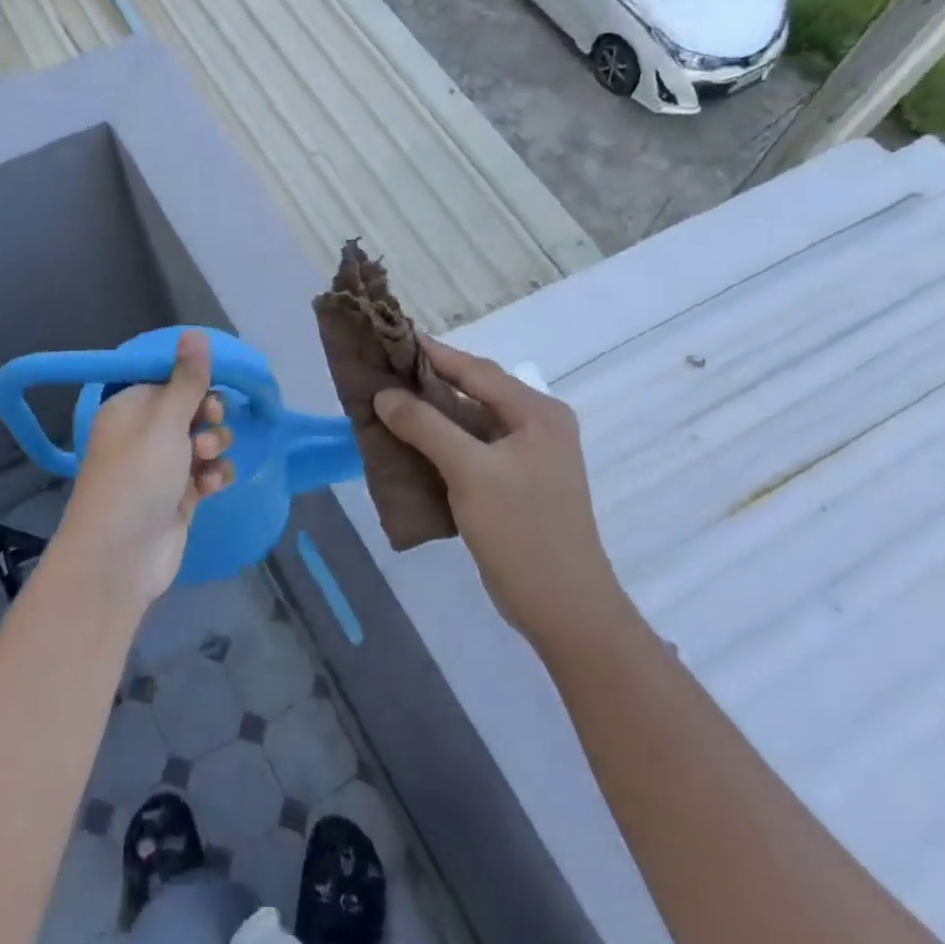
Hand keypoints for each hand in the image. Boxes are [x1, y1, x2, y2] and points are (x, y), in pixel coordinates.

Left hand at [53, 331, 234, 612]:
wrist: (120, 556)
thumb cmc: (138, 477)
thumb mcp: (164, 421)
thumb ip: (187, 379)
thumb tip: (194, 332)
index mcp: (129, 408)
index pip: (168, 381)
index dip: (193, 384)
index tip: (210, 391)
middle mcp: (143, 434)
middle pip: (190, 410)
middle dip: (208, 418)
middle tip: (208, 429)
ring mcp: (161, 468)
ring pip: (202, 442)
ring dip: (213, 448)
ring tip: (206, 462)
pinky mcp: (177, 497)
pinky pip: (205, 473)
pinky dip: (211, 476)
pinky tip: (210, 486)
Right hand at [373, 336, 625, 645]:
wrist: (563, 607)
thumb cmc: (522, 530)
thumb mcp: (470, 472)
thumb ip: (426, 427)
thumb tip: (385, 395)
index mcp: (537, 413)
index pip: (476, 370)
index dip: (432, 353)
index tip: (391, 336)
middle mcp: (535, 427)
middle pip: (473, 393)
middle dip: (427, 383)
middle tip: (381, 370)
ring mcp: (525, 458)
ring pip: (468, 424)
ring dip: (430, 415)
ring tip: (384, 403)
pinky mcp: (512, 484)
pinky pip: (469, 450)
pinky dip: (438, 444)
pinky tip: (406, 444)